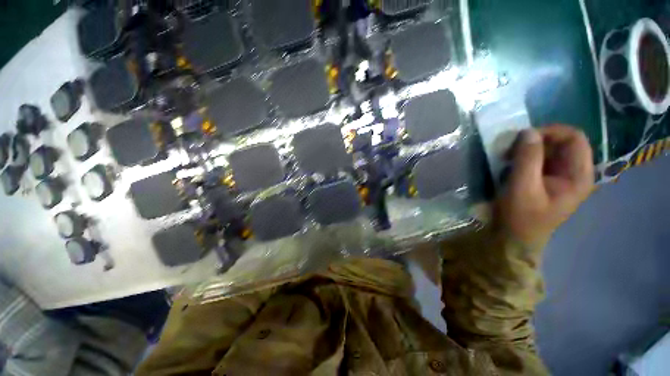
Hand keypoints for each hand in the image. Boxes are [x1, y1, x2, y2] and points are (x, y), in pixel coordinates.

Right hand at [496, 124, 593, 249]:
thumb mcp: (522, 188)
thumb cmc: (521, 217)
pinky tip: (510, 165)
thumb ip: (527, 159)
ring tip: (507, 158)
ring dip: (527, 149)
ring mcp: (561, 176)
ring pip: (549, 149)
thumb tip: (527, 131)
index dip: (550, 132)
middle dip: (535, 141)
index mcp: (579, 175)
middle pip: (562, 142)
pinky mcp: (547, 179)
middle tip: (510, 149)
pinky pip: (540, 159)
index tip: (522, 138)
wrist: (514, 238)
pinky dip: (524, 156)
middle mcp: (575, 172)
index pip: (574, 138)